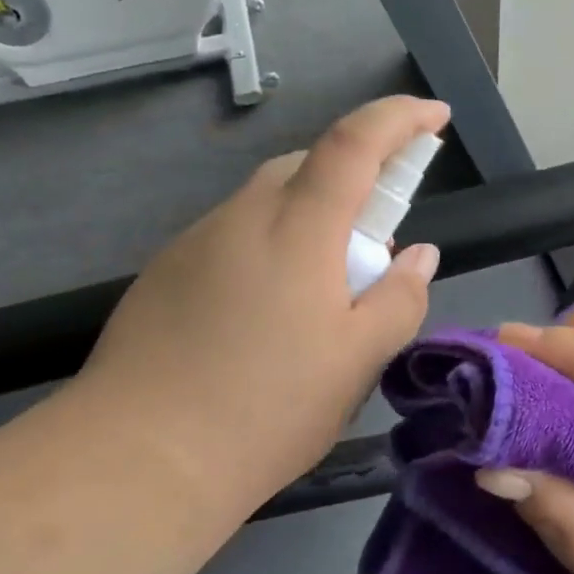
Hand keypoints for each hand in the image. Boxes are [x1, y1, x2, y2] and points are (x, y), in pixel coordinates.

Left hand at [72, 96, 447, 510]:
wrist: (138, 457)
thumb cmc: (264, 409)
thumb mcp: (356, 363)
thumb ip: (398, 299)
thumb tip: (418, 255)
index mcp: (296, 229)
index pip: (354, 143)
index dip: (400, 118)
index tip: (435, 117)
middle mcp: (241, 217)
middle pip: (306, 167)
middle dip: (353, 183)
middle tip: (375, 248)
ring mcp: (194, 242)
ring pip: (266, 204)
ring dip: (307, 221)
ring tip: (319, 296)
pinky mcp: (164, 272)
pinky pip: (232, 238)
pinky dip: (266, 250)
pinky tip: (262, 317)